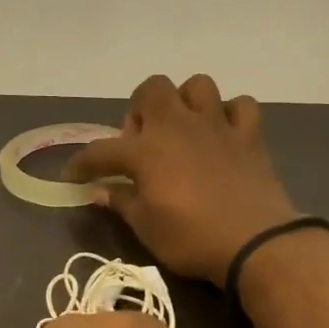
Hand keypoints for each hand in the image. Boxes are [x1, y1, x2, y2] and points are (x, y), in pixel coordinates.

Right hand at [65, 74, 301, 283]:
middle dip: (141, 108)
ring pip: (198, 85)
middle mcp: (178, 126)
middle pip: (153, 88)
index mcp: (146, 150)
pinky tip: (223, 134)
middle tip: (142, 140)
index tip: (73, 175)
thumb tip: (100, 191)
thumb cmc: (192, 238)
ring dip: (186, 102)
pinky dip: (231, 115)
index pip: (102, 150)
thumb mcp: (147, 227)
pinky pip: (241, 106)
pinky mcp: (249, 136)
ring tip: (183, 128)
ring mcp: (216, 126)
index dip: (83, 162)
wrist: (255, 242)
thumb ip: (122, 202)